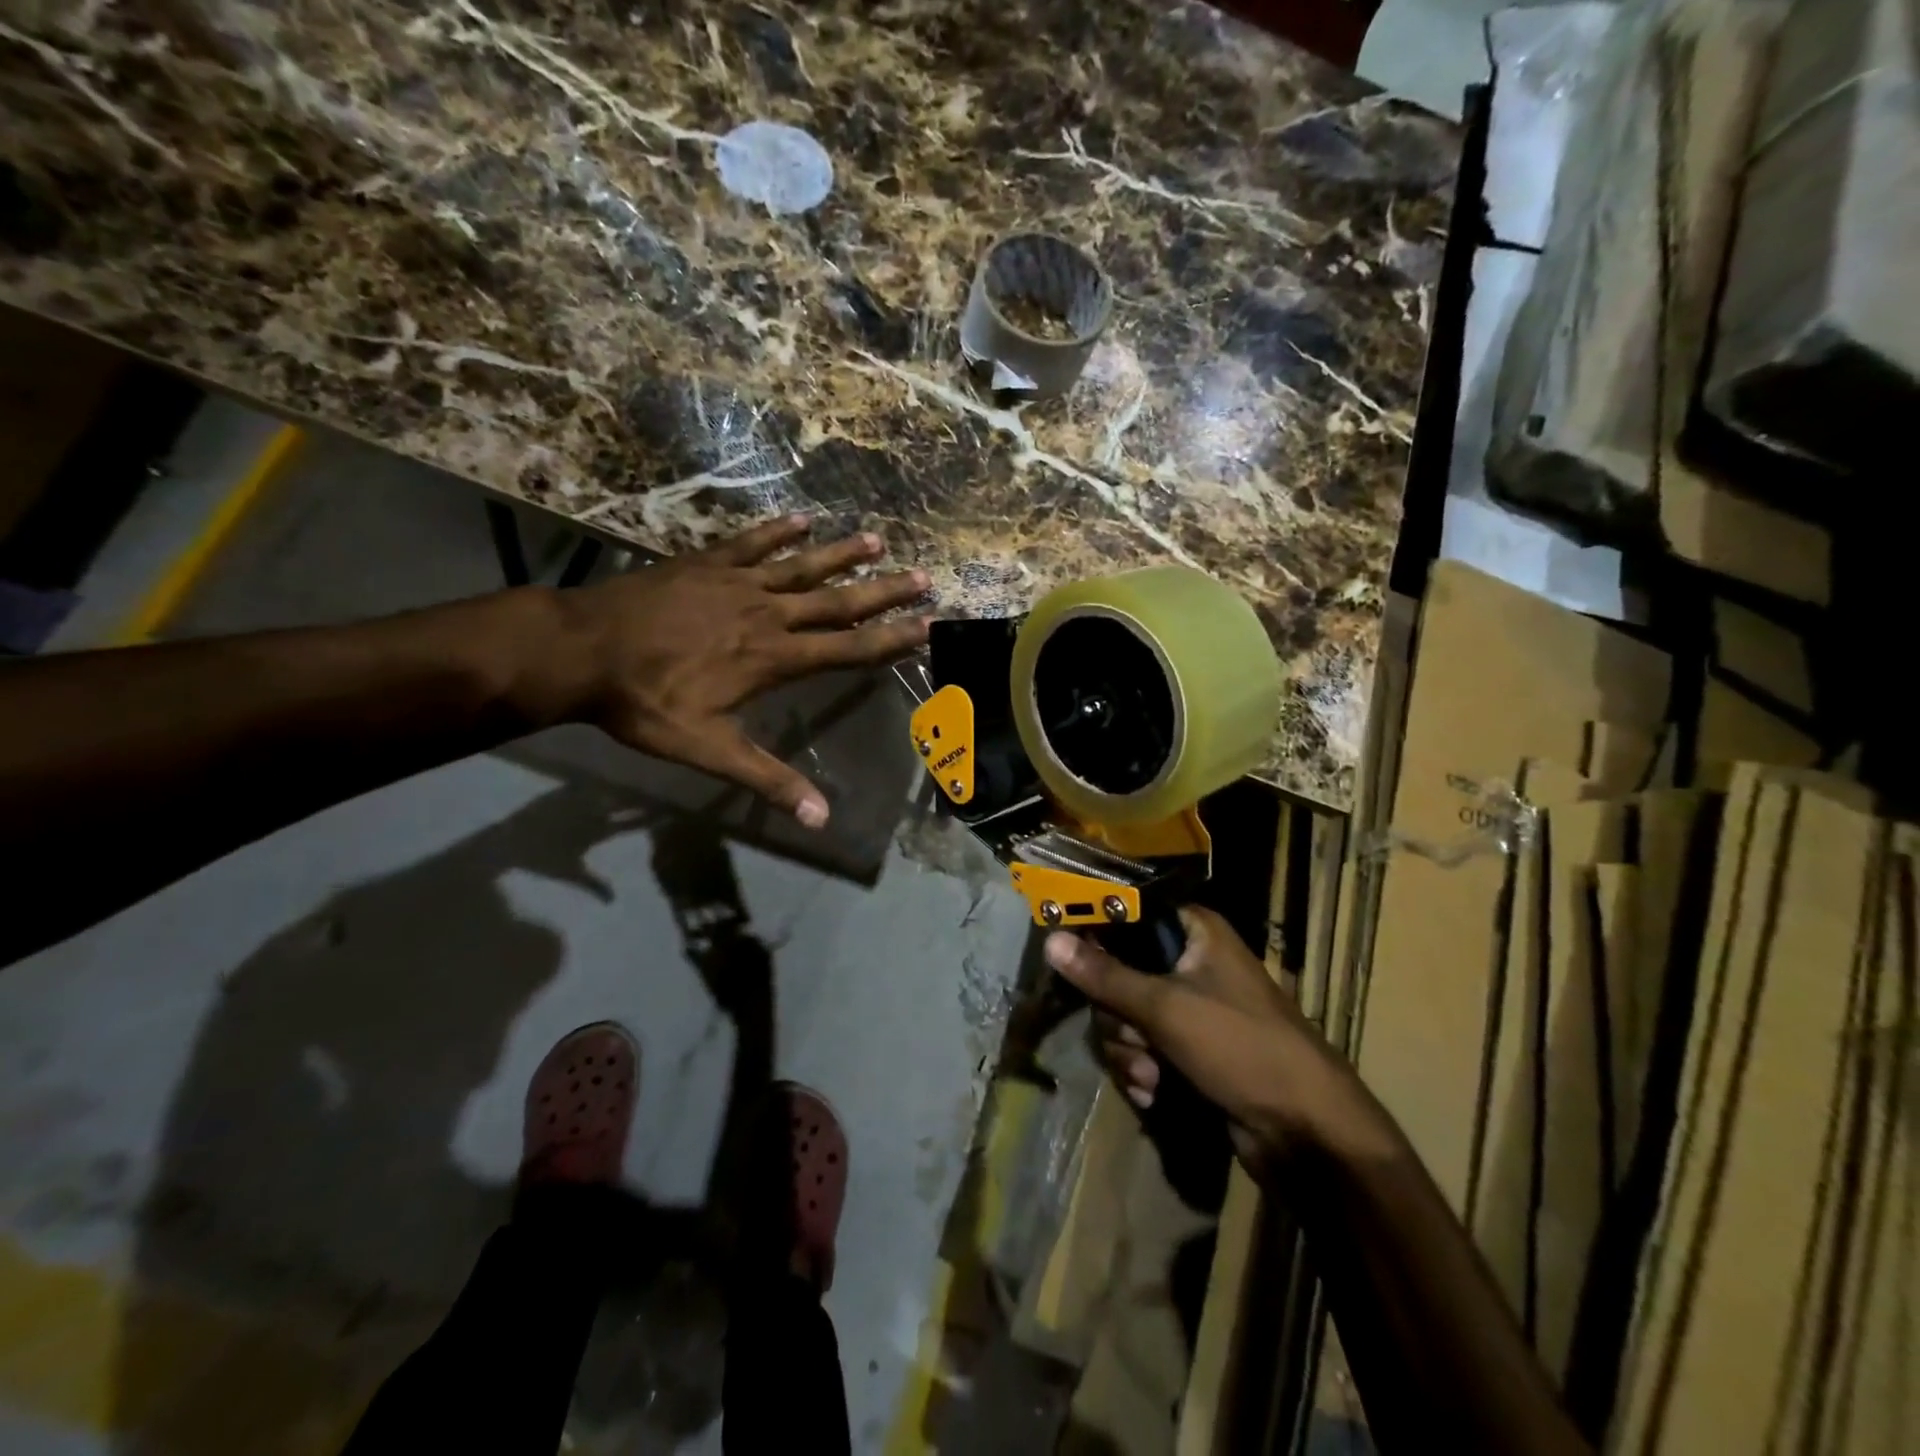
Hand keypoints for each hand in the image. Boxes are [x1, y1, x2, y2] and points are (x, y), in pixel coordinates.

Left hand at [557, 516, 928, 827]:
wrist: (581, 651)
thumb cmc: (646, 703)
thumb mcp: (708, 750)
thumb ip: (767, 779)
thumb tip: (820, 818)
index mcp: (773, 658)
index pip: (847, 649)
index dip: (891, 640)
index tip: (928, 625)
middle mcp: (766, 614)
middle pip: (837, 601)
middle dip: (883, 591)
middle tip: (923, 576)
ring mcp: (736, 583)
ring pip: (801, 566)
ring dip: (841, 553)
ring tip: (877, 538)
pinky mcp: (705, 564)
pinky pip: (751, 543)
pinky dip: (778, 531)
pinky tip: (801, 519)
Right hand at [1045, 907, 1382, 1177]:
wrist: (1306, 1133)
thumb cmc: (1241, 1048)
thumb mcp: (1166, 1008)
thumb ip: (1104, 975)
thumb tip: (1051, 940)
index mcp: (1194, 932)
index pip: (1127, 915)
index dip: (1095, 935)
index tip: (1067, 958)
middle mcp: (1190, 962)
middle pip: (1117, 973)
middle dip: (1118, 1016)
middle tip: (1136, 1037)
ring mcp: (1188, 1009)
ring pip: (1124, 1016)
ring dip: (1129, 1051)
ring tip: (1152, 1075)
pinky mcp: (1187, 1050)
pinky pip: (1141, 1048)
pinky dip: (1142, 1072)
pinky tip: (1156, 1092)